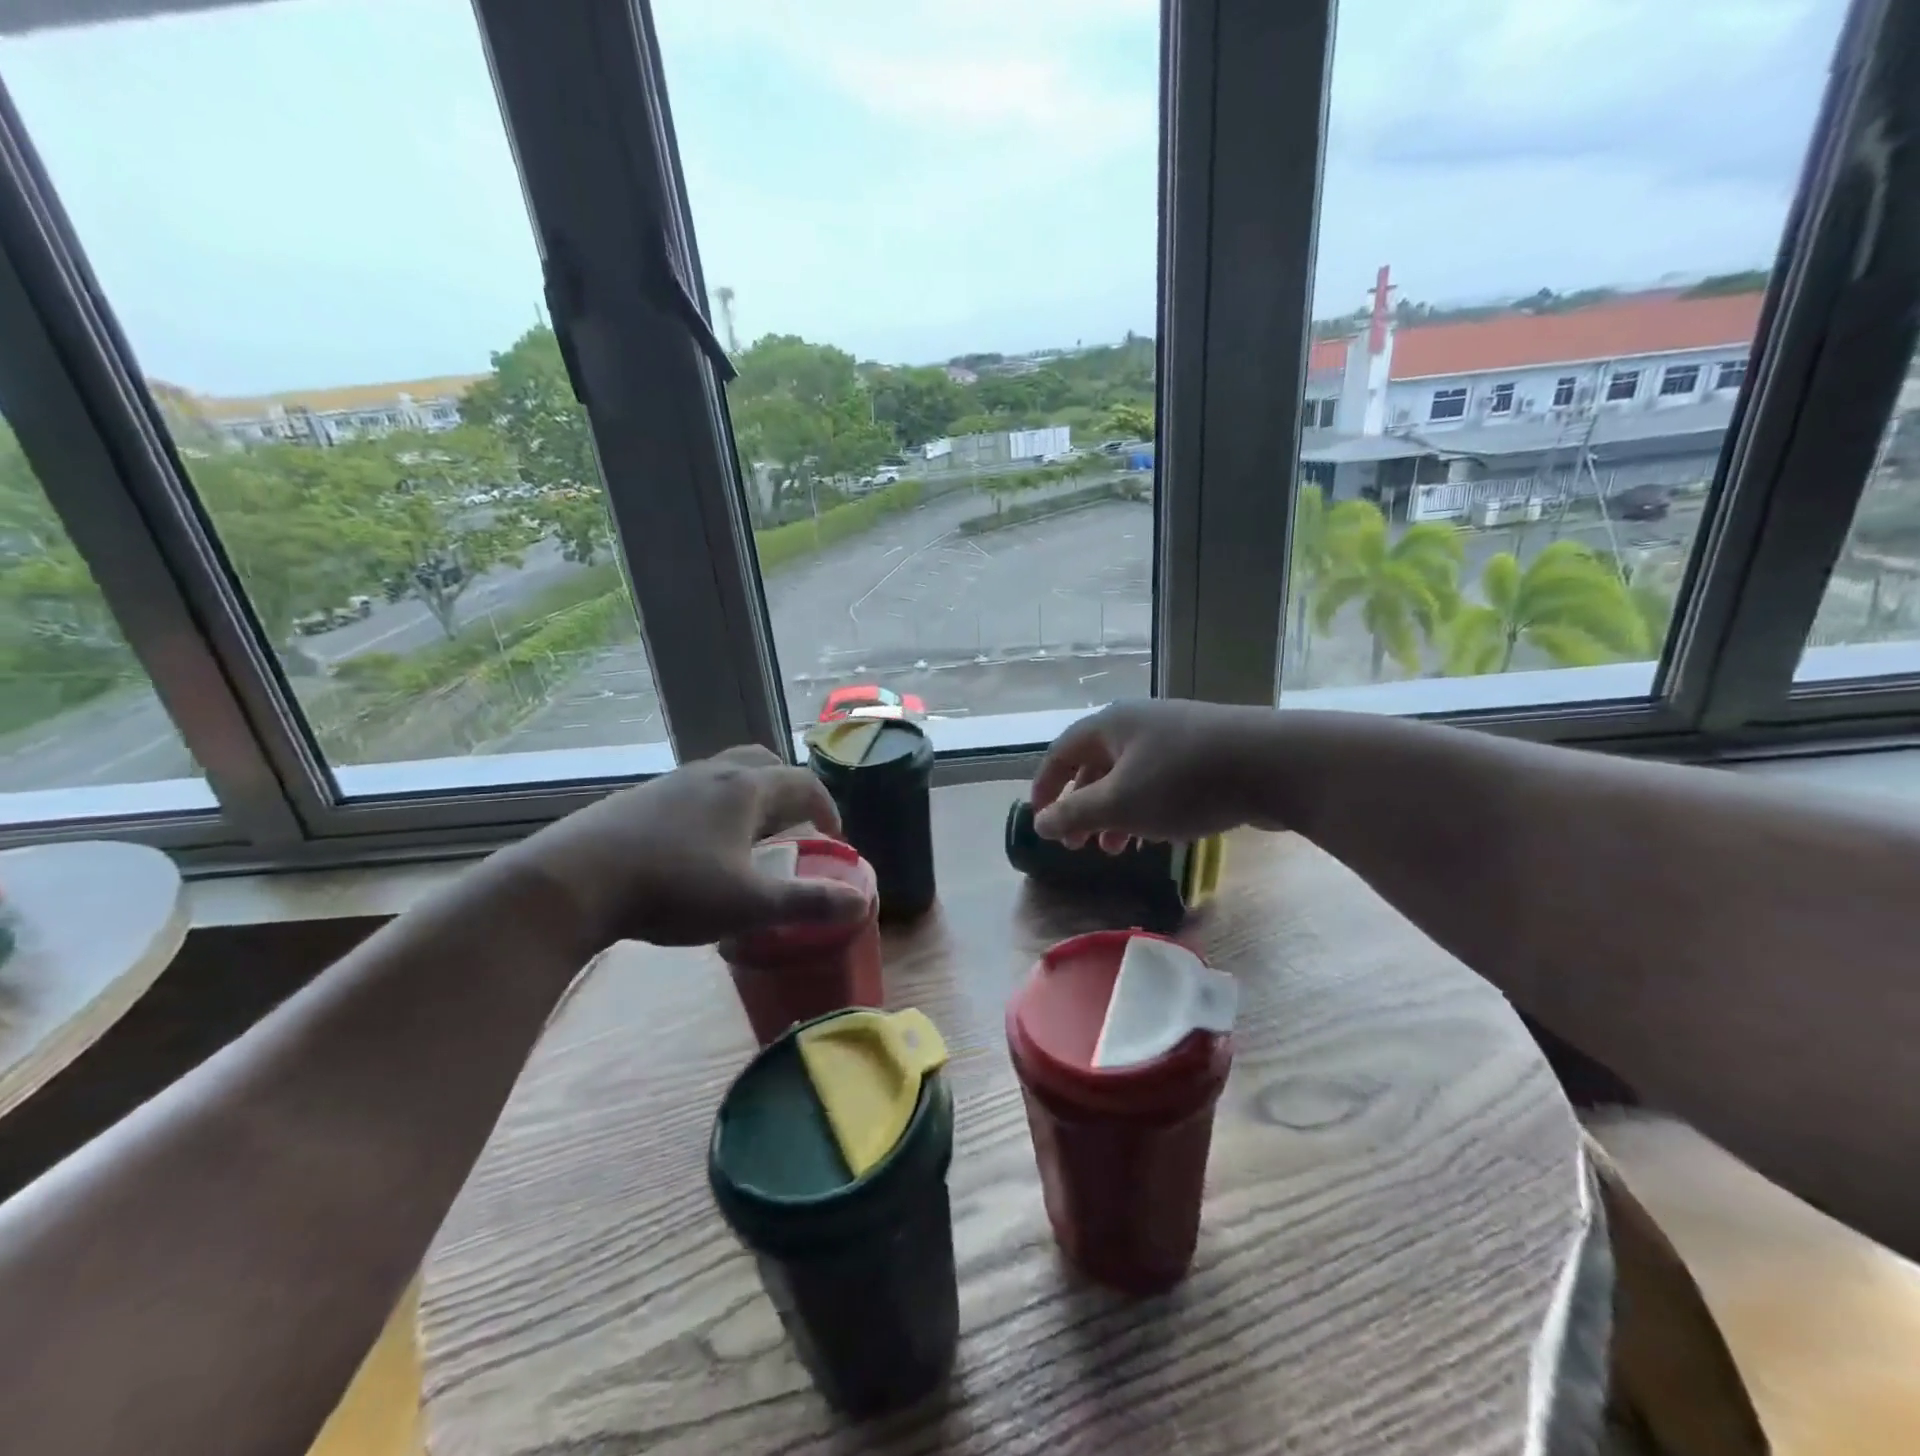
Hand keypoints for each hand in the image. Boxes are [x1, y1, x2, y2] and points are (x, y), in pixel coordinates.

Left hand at [506, 745, 869, 949]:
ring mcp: (671, 782)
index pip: (803, 782)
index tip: (834, 836)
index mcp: (746, 788)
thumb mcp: (749, 904)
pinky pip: (692, 791)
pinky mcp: (638, 799)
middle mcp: (712, 773)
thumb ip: (808, 903)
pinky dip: (713, 807)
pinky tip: (697, 846)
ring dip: (748, 797)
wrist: (573, 881)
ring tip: (748, 836)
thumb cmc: (674, 887)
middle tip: (794, 824)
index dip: (827, 807)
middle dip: (787, 790)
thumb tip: (862, 903)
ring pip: (724, 774)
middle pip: (763, 763)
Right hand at [1029, 700, 1284, 849]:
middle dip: (1081, 807)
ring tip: (1114, 850)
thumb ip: (1074, 814)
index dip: (1044, 787)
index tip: (1039, 821)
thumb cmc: (1183, 782)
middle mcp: (1138, 724)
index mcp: (1110, 725)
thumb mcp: (1119, 804)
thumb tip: (1039, 822)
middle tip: (1077, 846)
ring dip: (1114, 814)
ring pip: (1129, 777)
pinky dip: (1146, 809)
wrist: (1275, 765)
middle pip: (1094, 765)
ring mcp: (1174, 736)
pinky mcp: (1205, 754)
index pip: (1061, 752)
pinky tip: (1155, 836)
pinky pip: (1160, 781)